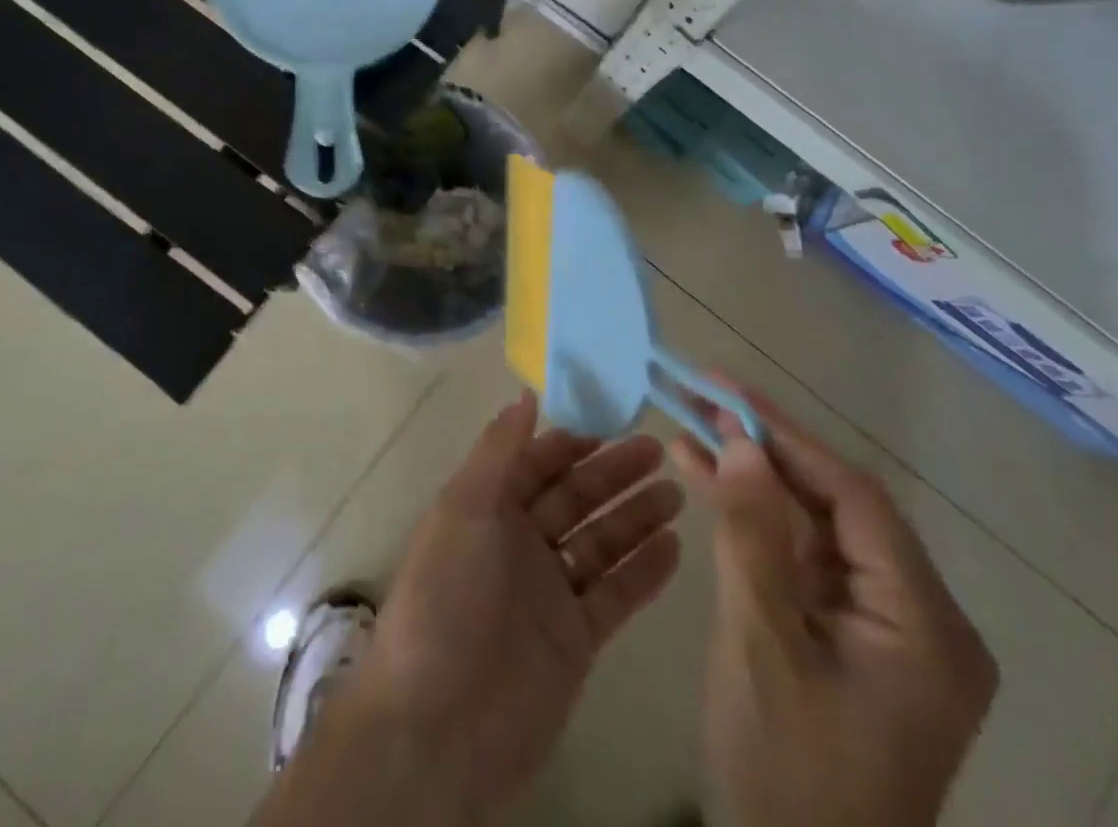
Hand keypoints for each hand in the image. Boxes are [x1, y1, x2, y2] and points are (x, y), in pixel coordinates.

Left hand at [259, 392, 683, 826]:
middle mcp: (519, 543)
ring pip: (600, 543)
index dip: (572, 442)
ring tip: (677, 492)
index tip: (612, 420)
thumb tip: (524, 394)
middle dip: (613, 473)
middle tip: (658, 449)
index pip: (536, 463)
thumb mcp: (465, 509)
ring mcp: (549, 592)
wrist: (439, 724)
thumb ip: (499, 451)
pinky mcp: (574, 640)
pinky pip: (615, 595)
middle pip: (575, 498)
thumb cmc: (447, 597)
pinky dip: (643, 572)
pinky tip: (674, 547)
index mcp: (488, 508)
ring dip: (636, 517)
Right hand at [672, 388, 997, 826]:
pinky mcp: (850, 636)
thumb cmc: (786, 774)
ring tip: (690, 427)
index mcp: (926, 625)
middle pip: (834, 506)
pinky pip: (802, 559)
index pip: (854, 499)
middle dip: (764, 450)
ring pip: (813, 526)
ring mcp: (885, 628)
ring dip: (752, 479)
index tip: (726, 389)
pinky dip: (754, 522)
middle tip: (700, 395)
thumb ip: (753, 535)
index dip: (786, 435)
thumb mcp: (763, 645)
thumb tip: (741, 439)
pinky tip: (706, 479)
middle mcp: (921, 617)